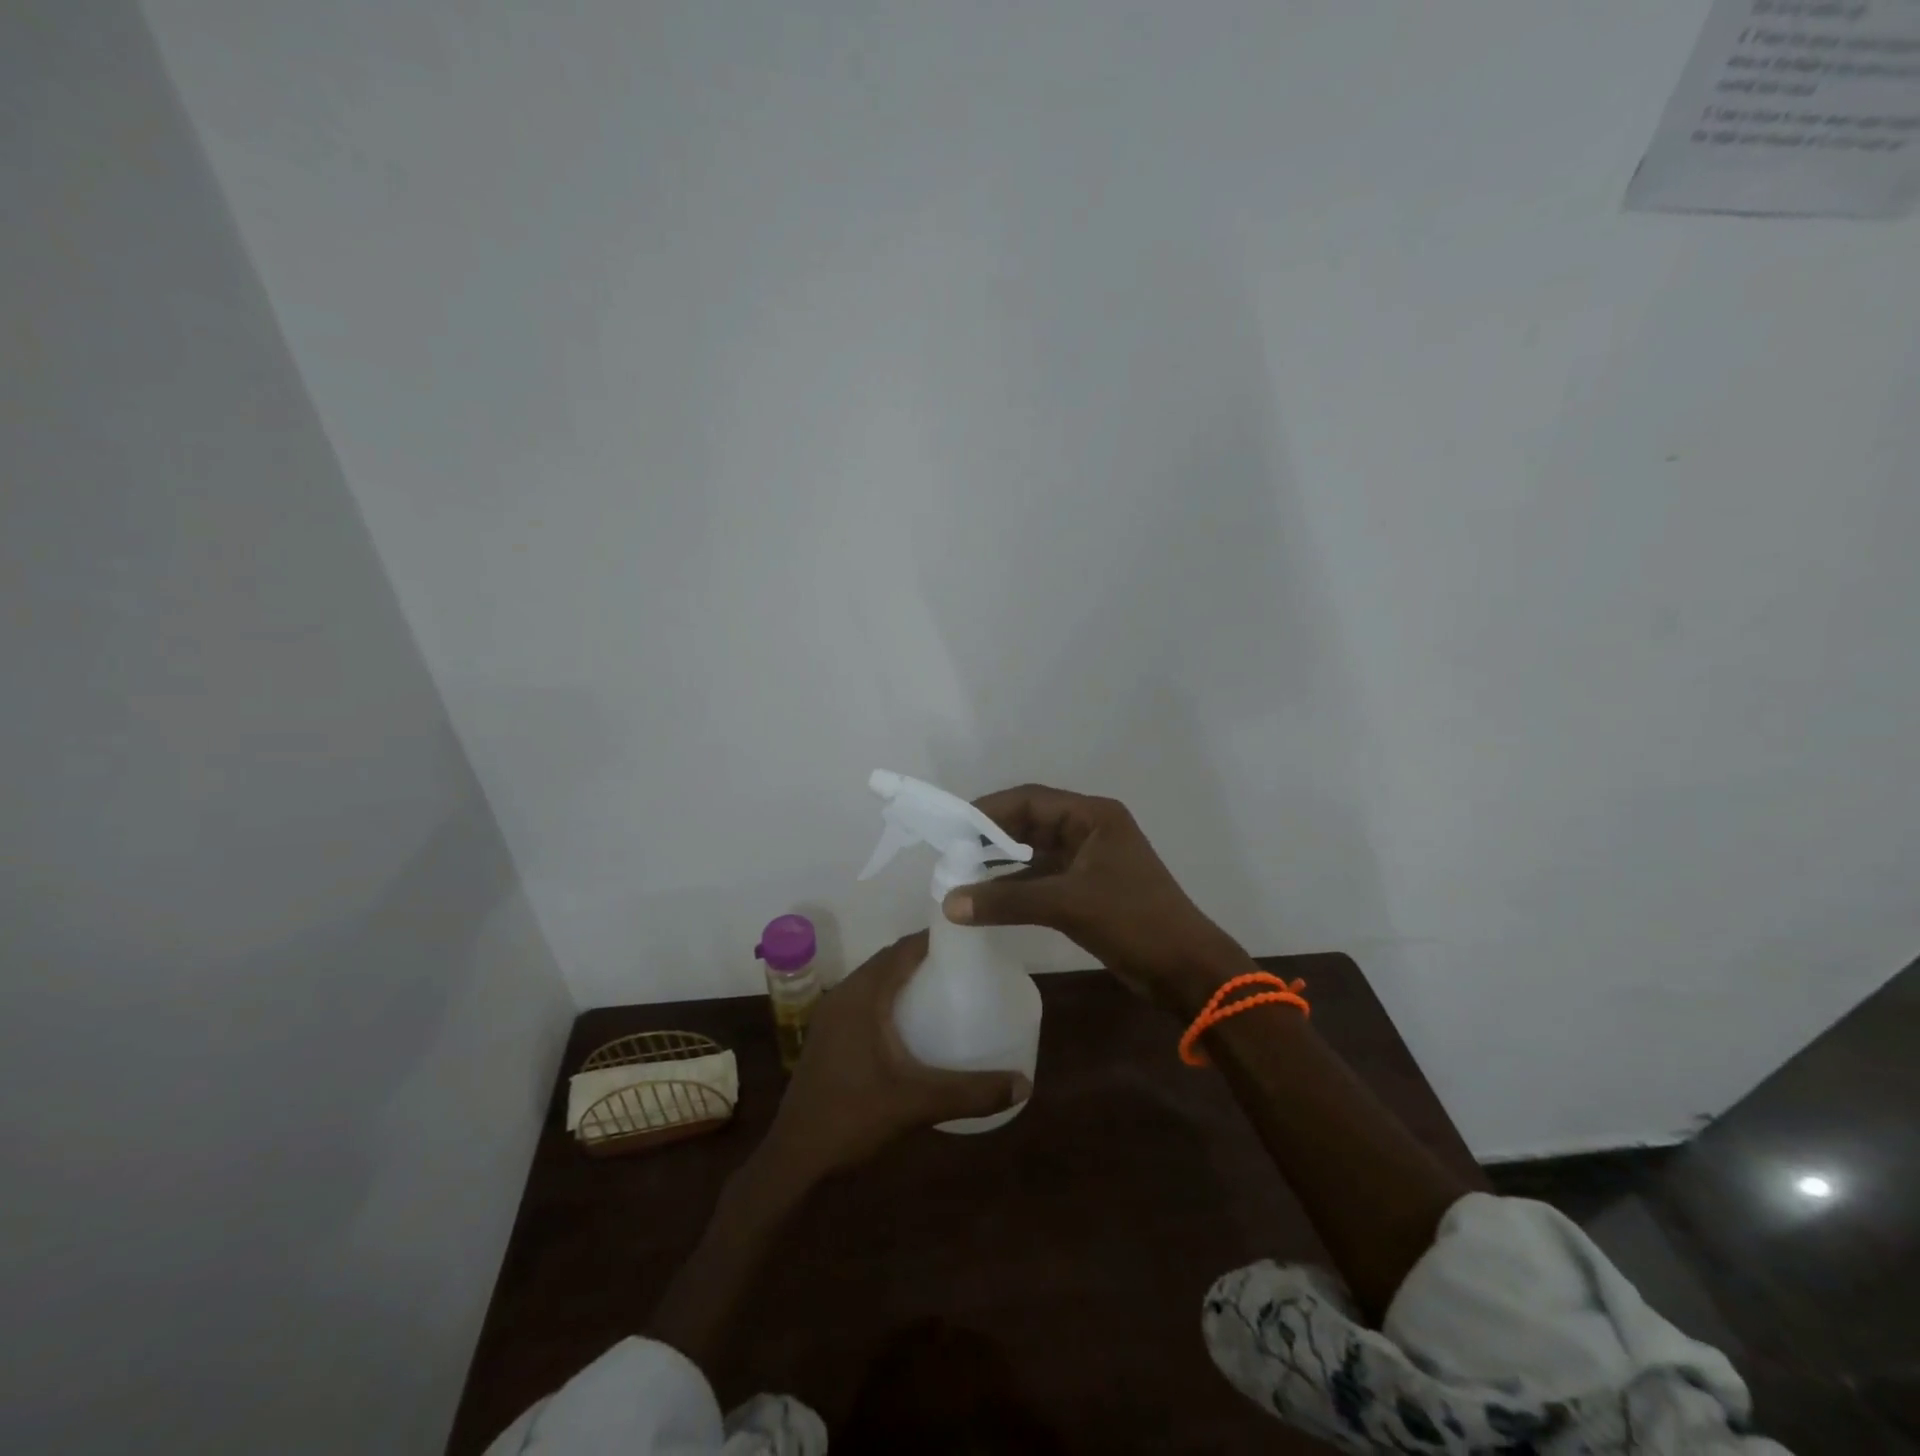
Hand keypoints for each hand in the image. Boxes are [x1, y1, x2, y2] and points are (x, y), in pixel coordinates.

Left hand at [759, 932, 1030, 1182]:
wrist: (795, 1159)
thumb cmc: (852, 1118)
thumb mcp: (917, 1103)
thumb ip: (970, 1092)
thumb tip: (1024, 1084)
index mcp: (862, 997)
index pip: (901, 950)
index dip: (933, 938)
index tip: (968, 939)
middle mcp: (843, 996)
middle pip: (888, 961)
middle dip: (923, 956)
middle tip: (964, 964)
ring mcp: (831, 1017)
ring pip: (874, 981)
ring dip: (904, 977)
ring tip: (944, 987)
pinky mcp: (828, 1037)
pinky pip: (864, 1000)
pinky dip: (889, 997)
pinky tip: (912, 1022)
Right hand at [943, 785, 1246, 1012]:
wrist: (1186, 969)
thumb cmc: (1133, 921)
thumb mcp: (1067, 904)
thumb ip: (1007, 901)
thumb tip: (948, 903)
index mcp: (1093, 816)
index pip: (1030, 799)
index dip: (989, 810)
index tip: (951, 826)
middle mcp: (1090, 830)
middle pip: (1031, 822)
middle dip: (991, 836)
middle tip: (950, 851)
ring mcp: (1089, 860)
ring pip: (1035, 852)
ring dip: (1001, 863)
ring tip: (960, 873)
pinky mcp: (1088, 888)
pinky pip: (1043, 878)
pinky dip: (1016, 886)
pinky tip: (988, 898)